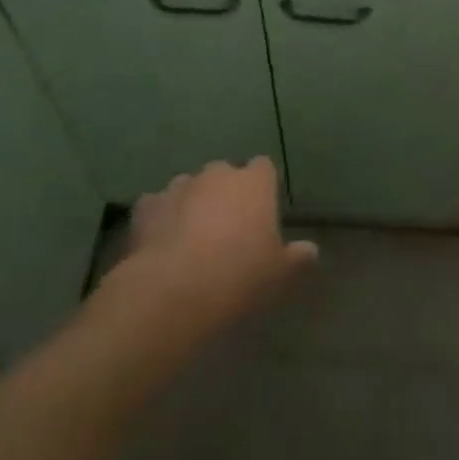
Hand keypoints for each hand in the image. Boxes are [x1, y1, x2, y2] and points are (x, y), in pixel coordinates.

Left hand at [118, 158, 317, 342]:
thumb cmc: (238, 275)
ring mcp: (179, 186)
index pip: (264, 168)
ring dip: (192, 204)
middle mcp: (217, 174)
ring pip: (190, 188)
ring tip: (191, 239)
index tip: (262, 213)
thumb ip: (296, 257)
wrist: (173, 290)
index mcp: (254, 183)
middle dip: (225, 194)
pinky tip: (161, 245)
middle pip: (225, 175)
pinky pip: (157, 207)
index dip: (262, 188)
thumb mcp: (278, 273)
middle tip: (227, 230)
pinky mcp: (147, 206)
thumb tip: (311, 251)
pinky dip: (160, 219)